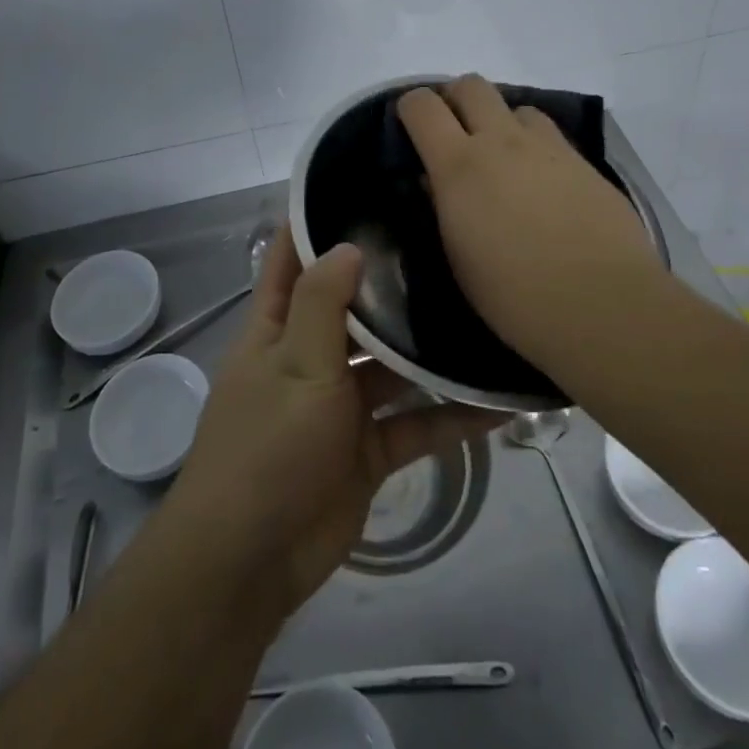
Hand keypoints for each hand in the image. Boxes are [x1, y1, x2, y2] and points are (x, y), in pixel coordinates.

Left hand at [169, 225, 501, 617]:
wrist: (250, 563)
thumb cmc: (265, 448)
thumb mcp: (294, 365)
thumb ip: (322, 303)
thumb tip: (349, 243)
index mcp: (278, 327)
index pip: (293, 258)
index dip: (317, 222)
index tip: (362, 186)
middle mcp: (310, 355)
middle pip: (354, 308)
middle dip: (391, 282)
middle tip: (447, 243)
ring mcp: (341, 404)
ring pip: (392, 367)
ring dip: (429, 352)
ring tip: (483, 315)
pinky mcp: (368, 450)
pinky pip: (415, 425)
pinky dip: (450, 417)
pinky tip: (498, 404)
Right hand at [397, 74, 669, 362]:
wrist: (603, 305)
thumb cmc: (514, 296)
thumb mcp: (459, 257)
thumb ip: (443, 207)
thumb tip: (435, 181)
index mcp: (459, 165)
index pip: (422, 106)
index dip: (410, 109)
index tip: (410, 130)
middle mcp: (502, 141)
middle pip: (471, 85)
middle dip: (456, 100)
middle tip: (455, 135)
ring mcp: (548, 147)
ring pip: (517, 107)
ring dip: (502, 124)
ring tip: (505, 161)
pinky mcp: (585, 162)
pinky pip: (552, 136)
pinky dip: (536, 148)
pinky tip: (543, 185)